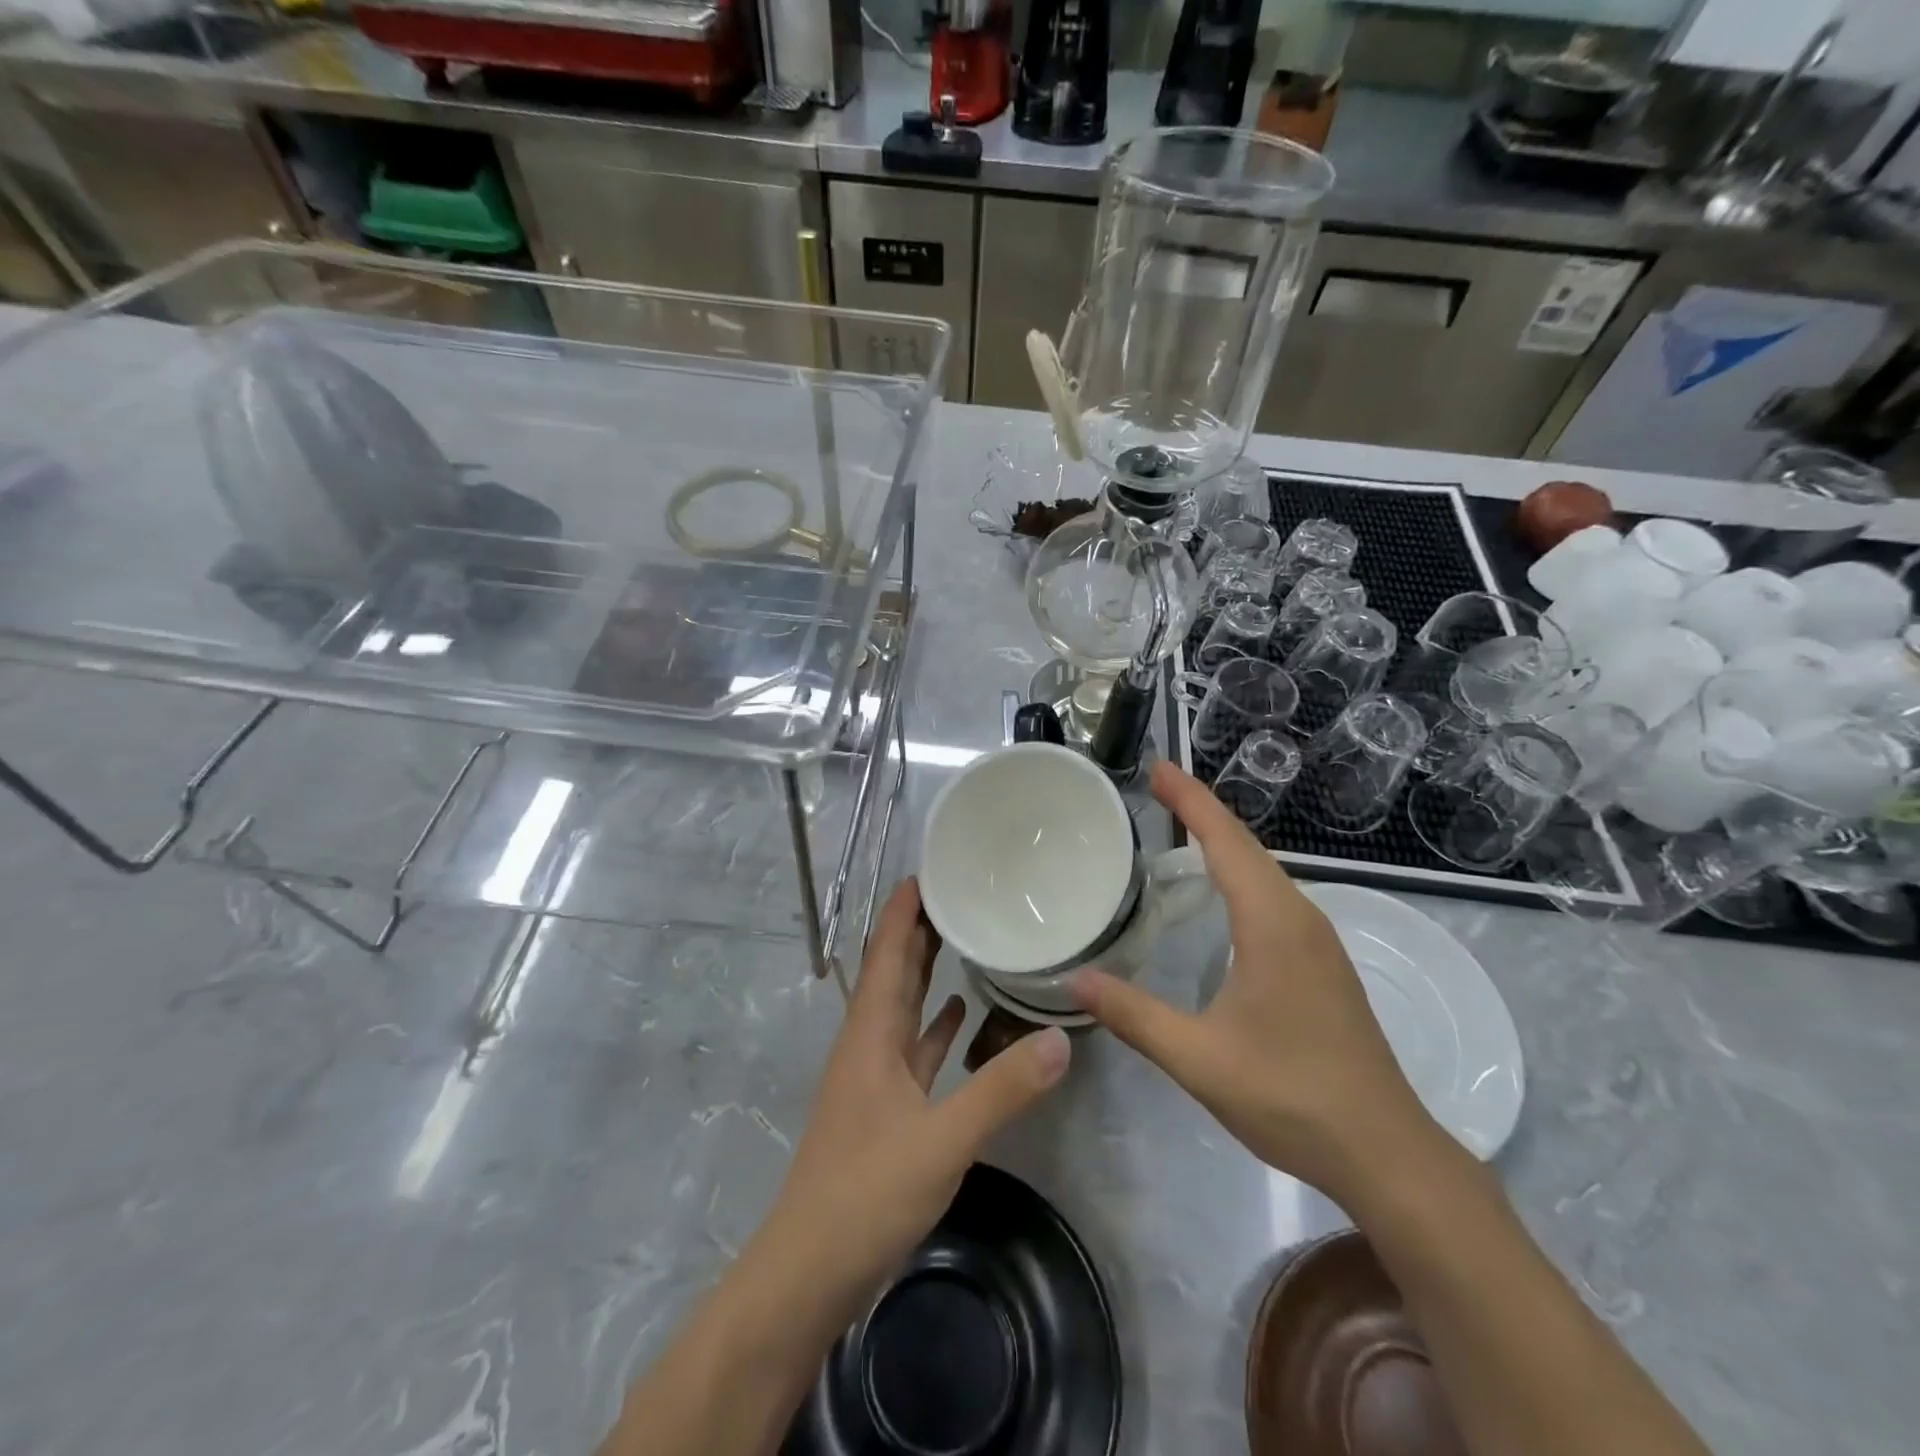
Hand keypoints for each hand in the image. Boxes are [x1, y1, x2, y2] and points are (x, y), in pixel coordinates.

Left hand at [760, 878, 1070, 1315]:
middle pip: (893, 973)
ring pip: (902, 1009)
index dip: (902, 911)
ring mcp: (873, 1080)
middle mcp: (867, 1045)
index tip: (928, 871)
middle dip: (918, 931)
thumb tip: (1060, 1038)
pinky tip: (958, 1016)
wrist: (808, 1272)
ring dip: (924, 972)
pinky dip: (934, 1027)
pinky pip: (913, 1051)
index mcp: (870, 1035)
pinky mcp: (884, 1111)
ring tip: (961, 939)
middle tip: (957, 894)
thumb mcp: (942, 1140)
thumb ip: (1001, 1089)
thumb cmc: (865, 1193)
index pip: (885, 953)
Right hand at [1071, 762, 1436, 1202]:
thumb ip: (1134, 1015)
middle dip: (1201, 809)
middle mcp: (1299, 918)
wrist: (1387, 1153)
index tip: (1158, 766)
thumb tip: (1075, 979)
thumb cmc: (1292, 1097)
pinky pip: (1272, 896)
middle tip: (1155, 786)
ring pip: (1264, 870)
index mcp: (1273, 924)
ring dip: (1222, 840)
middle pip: (1246, 846)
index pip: (1226, 842)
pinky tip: (1218, 892)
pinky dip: (1238, 872)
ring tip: (1179, 824)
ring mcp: (1317, 941)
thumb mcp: (1199, 1059)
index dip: (1191, 799)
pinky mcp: (1321, 963)